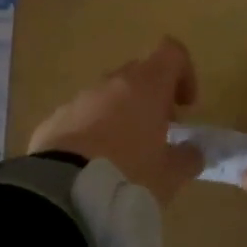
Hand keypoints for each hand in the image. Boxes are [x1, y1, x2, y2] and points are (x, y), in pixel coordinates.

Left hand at [29, 37, 205, 207]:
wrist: (63, 193)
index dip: (184, 73)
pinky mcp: (54, 120)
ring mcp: (78, 100)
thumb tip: (193, 151)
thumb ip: (187, 158)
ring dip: (120, 115)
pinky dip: (92, 132)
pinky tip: (92, 165)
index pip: (171, 53)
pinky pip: (81, 117)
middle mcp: (111, 84)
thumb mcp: (170, 176)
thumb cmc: (128, 176)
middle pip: (139, 74)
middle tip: (158, 134)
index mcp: (146, 87)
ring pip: (107, 97)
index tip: (186, 106)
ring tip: (123, 156)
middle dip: (152, 98)